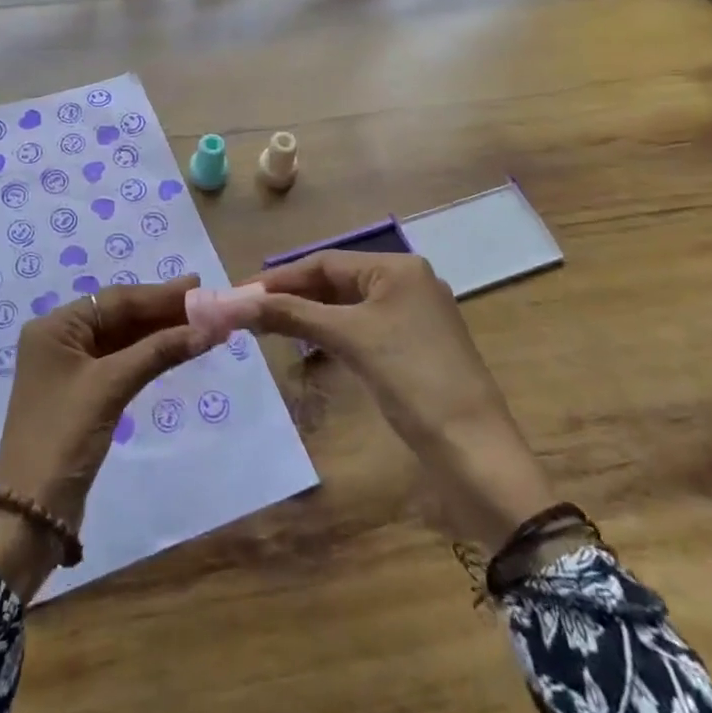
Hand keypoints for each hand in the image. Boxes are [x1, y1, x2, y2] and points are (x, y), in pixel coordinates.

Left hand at [0, 275, 219, 597]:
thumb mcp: (111, 387)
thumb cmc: (64, 435)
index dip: (159, 294)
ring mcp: (70, 367)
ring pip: (122, 340)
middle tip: (206, 303)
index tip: (198, 286)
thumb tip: (207, 329)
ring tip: (200, 324)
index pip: (115, 300)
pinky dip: (147, 356)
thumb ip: (157, 352)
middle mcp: (60, 339)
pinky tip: (175, 349)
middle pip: (119, 316)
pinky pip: (120, 362)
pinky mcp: (82, 393)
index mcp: (55, 327)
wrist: (31, 509)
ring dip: (159, 334)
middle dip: (162, 312)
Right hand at [191, 253, 553, 550]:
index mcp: (398, 268)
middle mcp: (407, 282)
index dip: (280, 278)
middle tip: (249, 312)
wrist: (474, 450)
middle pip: (336, 280)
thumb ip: (292, 315)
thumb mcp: (349, 338)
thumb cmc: (412, 379)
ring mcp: (413, 316)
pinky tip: (308, 344)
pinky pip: (362, 327)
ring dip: (309, 314)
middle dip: (292, 295)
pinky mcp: (414, 347)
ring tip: (268, 326)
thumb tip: (236, 303)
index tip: (240, 294)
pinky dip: (332, 332)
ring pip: (348, 305)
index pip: (325, 262)